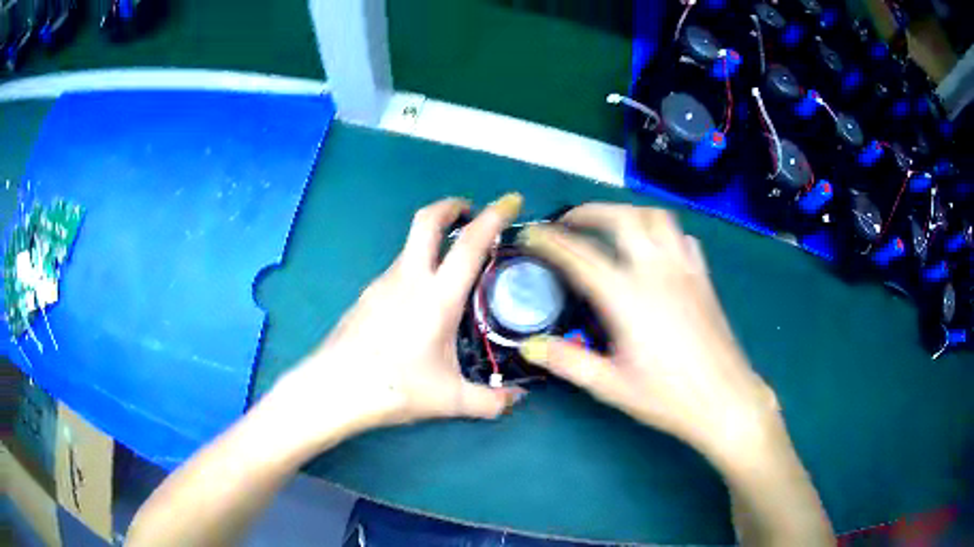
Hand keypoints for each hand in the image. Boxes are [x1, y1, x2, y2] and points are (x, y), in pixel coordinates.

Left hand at [268, 195, 525, 448]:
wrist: (333, 389)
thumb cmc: (393, 389)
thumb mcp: (450, 400)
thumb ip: (491, 402)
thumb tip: (518, 400)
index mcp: (437, 296)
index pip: (471, 243)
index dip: (494, 215)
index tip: (510, 201)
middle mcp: (408, 278)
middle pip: (427, 220)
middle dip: (452, 206)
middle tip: (471, 213)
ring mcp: (382, 283)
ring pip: (411, 246)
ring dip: (434, 241)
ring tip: (454, 268)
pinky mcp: (367, 295)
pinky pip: (398, 269)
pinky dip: (417, 267)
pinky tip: (421, 302)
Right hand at [517, 204, 780, 465]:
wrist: (726, 401)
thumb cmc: (669, 398)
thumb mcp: (612, 385)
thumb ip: (568, 361)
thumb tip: (529, 346)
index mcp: (627, 297)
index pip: (580, 256)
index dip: (550, 240)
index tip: (532, 234)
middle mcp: (656, 272)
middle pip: (622, 218)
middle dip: (590, 211)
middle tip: (569, 222)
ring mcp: (684, 270)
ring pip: (656, 217)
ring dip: (627, 213)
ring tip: (610, 227)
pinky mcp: (703, 278)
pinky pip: (682, 238)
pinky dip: (662, 232)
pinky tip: (655, 250)